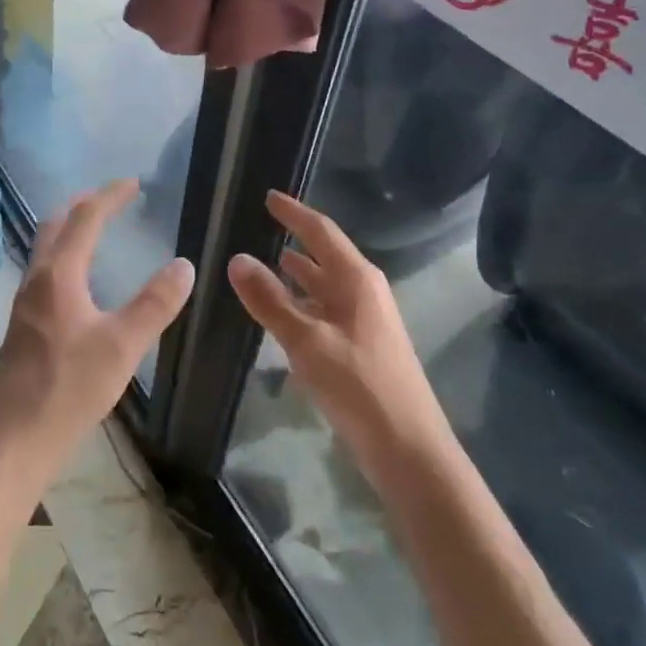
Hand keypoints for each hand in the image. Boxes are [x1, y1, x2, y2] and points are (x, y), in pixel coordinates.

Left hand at [0, 179, 194, 483]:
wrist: (16, 438)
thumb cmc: (70, 387)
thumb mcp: (123, 345)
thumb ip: (155, 303)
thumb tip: (184, 264)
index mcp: (59, 274)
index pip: (85, 218)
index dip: (110, 196)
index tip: (133, 183)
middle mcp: (37, 279)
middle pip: (56, 225)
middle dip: (83, 205)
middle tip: (111, 198)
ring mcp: (25, 303)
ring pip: (46, 249)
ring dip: (70, 230)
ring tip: (96, 231)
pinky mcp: (24, 326)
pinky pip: (45, 272)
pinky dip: (65, 257)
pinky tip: (80, 282)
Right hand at [227, 191, 451, 484]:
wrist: (408, 449)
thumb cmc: (359, 385)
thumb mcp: (307, 341)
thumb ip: (270, 300)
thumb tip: (237, 259)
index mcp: (356, 279)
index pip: (321, 231)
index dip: (293, 212)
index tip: (268, 196)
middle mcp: (363, 292)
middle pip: (323, 255)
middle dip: (294, 240)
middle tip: (259, 229)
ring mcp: (364, 321)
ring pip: (323, 286)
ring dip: (296, 274)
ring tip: (263, 264)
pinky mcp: (360, 347)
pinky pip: (324, 312)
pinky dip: (301, 304)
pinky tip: (281, 314)